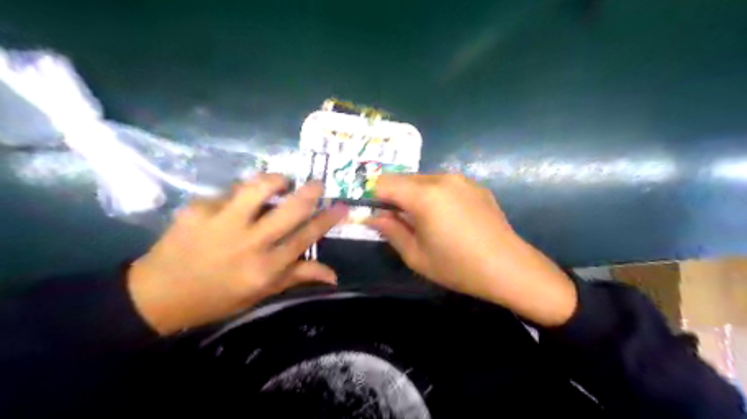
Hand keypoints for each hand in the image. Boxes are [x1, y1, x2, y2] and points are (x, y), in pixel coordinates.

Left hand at [125, 176, 348, 334]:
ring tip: (282, 181)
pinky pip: (230, 192)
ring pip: (258, 189)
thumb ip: (297, 277)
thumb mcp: (260, 294)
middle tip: (318, 183)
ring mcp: (221, 223)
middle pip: (289, 210)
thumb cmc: (217, 298)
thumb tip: (333, 275)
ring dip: (276, 180)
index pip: (305, 238)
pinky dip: (242, 192)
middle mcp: (248, 244)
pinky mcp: (198, 209)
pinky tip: (241, 200)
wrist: (158, 294)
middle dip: (309, 192)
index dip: (326, 220)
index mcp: (265, 268)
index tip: (340, 206)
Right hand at [367, 174, 576, 326]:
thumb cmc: (457, 267)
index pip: (384, 183)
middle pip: (403, 179)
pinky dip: (433, 195)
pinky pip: (443, 184)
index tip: (369, 212)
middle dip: (392, 196)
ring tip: (420, 221)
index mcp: (424, 195)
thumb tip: (372, 217)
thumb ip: (390, 231)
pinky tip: (445, 218)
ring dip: (413, 195)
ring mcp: (461, 180)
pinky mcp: (475, 186)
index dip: (371, 195)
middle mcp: (442, 179)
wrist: (509, 268)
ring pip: (423, 180)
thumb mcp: (416, 255)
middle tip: (393, 220)